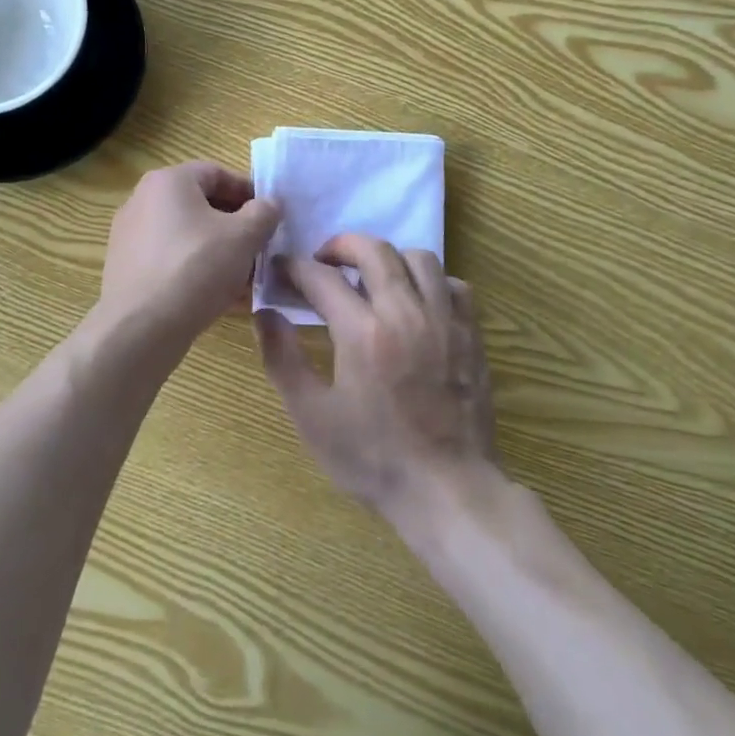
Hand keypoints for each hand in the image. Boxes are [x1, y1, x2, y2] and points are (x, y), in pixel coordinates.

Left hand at [100, 162, 281, 344]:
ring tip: (247, 277)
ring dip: (220, 251)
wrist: (140, 329)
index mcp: (168, 181)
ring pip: (188, 236)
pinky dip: (198, 270)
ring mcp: (131, 236)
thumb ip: (264, 213)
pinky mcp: (128, 269)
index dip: (249, 192)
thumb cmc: (195, 268)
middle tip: (262, 247)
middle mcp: (143, 201)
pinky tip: (221, 296)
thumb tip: (270, 204)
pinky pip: (172, 260)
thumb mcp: (243, 237)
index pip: (217, 174)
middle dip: (236, 226)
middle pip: (202, 205)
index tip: (271, 215)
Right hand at [257, 235, 499, 524]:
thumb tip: (265, 313)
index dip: (294, 267)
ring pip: (418, 258)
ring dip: (388, 258)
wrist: (447, 490)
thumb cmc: (373, 458)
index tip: (281, 270)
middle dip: (341, 245)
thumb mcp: (312, 416)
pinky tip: (416, 301)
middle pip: (373, 250)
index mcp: (363, 332)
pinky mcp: (470, 334)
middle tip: (323, 261)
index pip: (322, 277)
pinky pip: (453, 285)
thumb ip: (282, 358)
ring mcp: (444, 320)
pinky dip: (430, 281)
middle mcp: (405, 312)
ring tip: (371, 277)